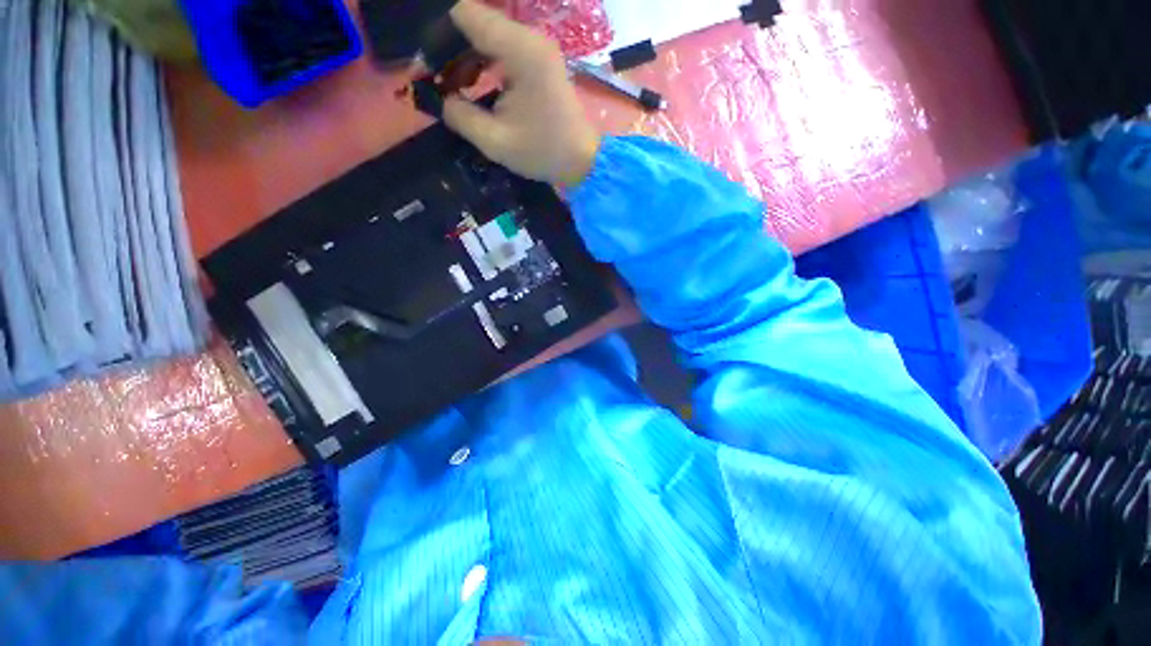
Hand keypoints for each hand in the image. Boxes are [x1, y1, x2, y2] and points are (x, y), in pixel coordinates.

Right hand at [441, 0, 601, 187]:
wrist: (583, 161)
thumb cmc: (544, 153)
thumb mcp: (496, 141)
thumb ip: (460, 116)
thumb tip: (436, 99)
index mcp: (520, 51)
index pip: (466, 15)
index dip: (440, 37)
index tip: (429, 69)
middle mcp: (530, 40)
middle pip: (476, 23)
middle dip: (451, 50)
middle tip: (438, 83)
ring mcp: (538, 50)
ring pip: (488, 35)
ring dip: (467, 58)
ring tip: (454, 88)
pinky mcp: (541, 62)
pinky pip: (503, 50)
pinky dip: (485, 64)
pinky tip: (477, 87)